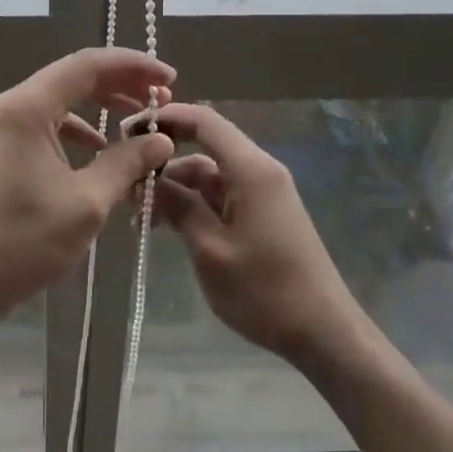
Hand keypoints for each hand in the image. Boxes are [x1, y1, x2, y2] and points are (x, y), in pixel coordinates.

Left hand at [0, 49, 176, 324]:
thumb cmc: (22, 241)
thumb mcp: (86, 203)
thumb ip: (126, 163)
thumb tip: (161, 140)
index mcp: (28, 106)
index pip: (88, 64)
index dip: (133, 66)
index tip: (169, 78)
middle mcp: (11, 105)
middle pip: (74, 76)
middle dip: (120, 84)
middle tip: (161, 99)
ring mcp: (1, 126)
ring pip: (60, 100)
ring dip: (101, 106)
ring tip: (138, 122)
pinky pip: (45, 123)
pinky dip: (77, 129)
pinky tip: (98, 149)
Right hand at [145, 103, 368, 366]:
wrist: (324, 333)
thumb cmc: (265, 291)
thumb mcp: (211, 250)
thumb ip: (180, 207)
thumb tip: (150, 178)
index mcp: (251, 169)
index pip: (204, 121)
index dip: (166, 118)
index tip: (130, 130)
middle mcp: (259, 170)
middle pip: (204, 146)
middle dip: (165, 160)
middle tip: (129, 182)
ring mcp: (262, 192)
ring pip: (209, 173)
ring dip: (176, 187)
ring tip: (142, 216)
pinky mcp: (263, 212)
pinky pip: (221, 194)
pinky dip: (194, 203)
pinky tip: (169, 225)